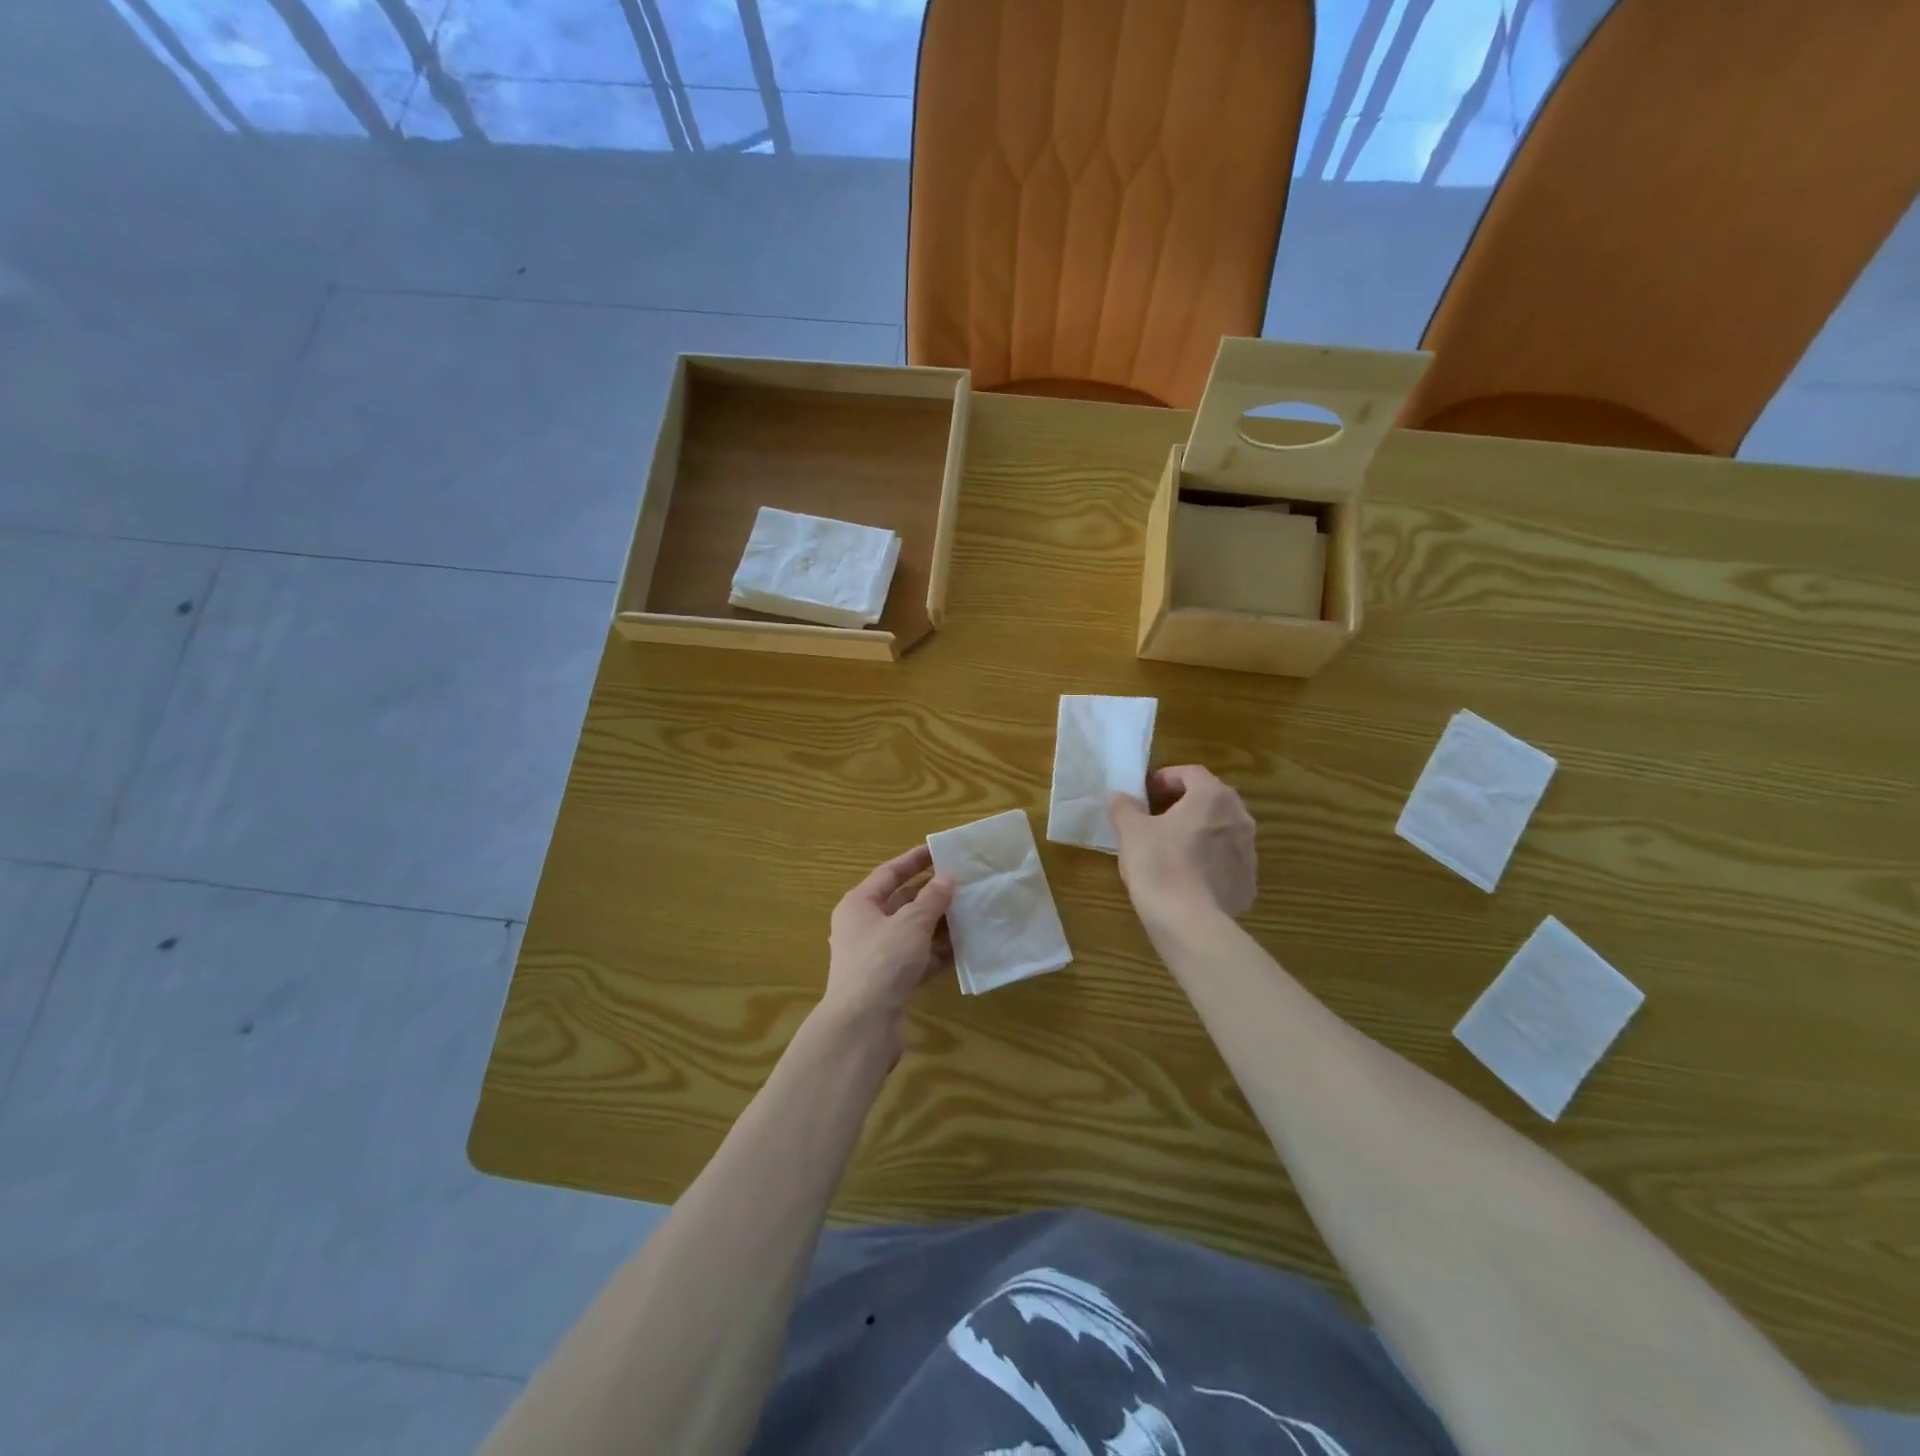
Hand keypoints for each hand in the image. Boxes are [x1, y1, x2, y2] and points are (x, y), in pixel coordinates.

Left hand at [821, 845, 954, 1053]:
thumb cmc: (882, 962)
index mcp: (859, 905)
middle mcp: (864, 927)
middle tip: (964, 883)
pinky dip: (938, 952)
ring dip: (939, 924)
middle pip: (902, 903)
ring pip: (913, 932)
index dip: (914, 860)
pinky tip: (965, 947)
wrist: (862, 1027)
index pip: (889, 873)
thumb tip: (947, 878)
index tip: (940, 851)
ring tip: (971, 912)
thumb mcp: (911, 923)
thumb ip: (932, 899)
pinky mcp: (891, 982)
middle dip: (932, 894)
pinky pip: (918, 958)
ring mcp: (878, 957)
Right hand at [1108, 765, 1256, 923]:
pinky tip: (1187, 877)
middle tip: (1157, 816)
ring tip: (1171, 847)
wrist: (1188, 922)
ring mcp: (1249, 852)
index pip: (1191, 773)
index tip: (1145, 792)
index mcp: (1212, 797)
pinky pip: (1227, 862)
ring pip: (1222, 831)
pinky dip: (1209, 861)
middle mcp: (1239, 818)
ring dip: (1199, 831)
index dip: (1166, 778)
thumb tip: (1118, 796)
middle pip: (1211, 799)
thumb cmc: (1158, 864)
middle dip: (1185, 803)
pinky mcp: (1248, 883)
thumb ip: (1124, 807)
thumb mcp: (1130, 831)